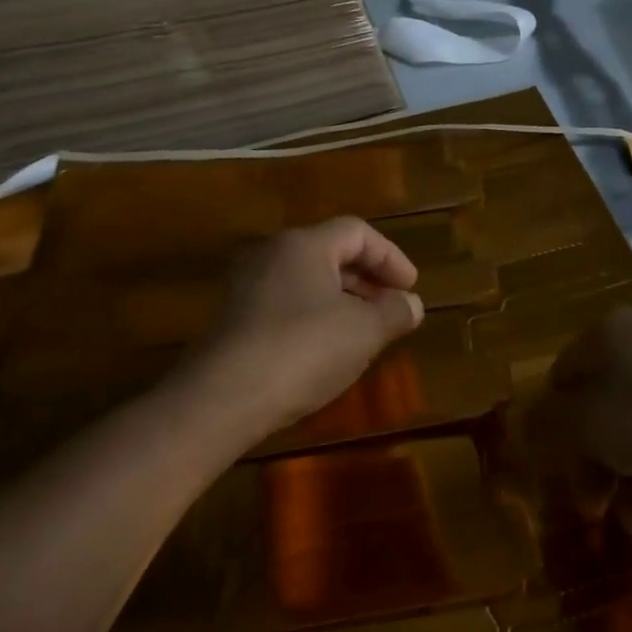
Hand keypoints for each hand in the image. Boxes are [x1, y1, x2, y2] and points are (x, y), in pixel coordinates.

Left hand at [194, 218, 424, 433]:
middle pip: (330, 253)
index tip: (410, 288)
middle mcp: (271, 254)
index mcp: (304, 244)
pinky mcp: (233, 320)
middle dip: (368, 280)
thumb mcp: (364, 332)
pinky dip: (315, 318)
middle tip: (392, 309)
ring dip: (343, 302)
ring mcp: (246, 287)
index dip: (391, 257)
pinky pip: (286, 305)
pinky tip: (327, 352)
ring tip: (366, 333)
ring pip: (307, 281)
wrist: (220, 400)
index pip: (357, 232)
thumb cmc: (303, 351)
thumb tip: (412, 304)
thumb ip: (395, 312)